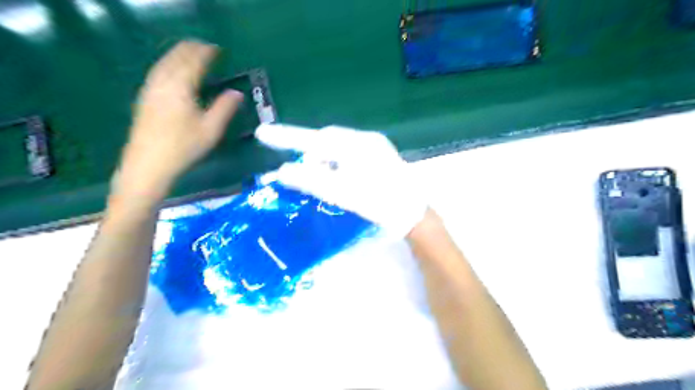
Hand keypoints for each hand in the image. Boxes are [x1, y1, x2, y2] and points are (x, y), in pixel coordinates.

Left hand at [114, 41, 241, 200]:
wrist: (148, 163)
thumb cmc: (183, 147)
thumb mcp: (211, 130)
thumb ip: (225, 108)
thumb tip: (237, 93)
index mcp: (180, 87)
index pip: (194, 62)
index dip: (205, 53)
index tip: (216, 48)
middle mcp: (162, 83)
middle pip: (176, 58)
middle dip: (190, 49)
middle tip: (204, 47)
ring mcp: (150, 90)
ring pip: (164, 63)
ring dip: (177, 55)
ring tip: (189, 53)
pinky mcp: (145, 99)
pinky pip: (157, 72)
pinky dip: (168, 64)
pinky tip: (171, 71)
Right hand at [256, 124, 426, 236]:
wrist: (414, 214)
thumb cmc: (380, 203)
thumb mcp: (342, 193)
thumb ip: (311, 181)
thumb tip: (281, 171)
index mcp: (357, 145)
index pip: (315, 138)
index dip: (287, 136)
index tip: (263, 133)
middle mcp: (366, 139)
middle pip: (327, 140)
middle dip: (311, 153)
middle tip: (300, 173)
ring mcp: (375, 146)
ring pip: (339, 147)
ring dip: (324, 159)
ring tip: (320, 179)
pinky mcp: (379, 156)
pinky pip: (349, 153)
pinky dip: (337, 163)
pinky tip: (337, 177)